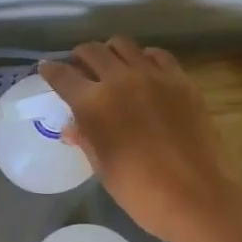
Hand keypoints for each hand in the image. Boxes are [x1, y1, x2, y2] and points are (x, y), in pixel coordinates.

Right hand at [39, 38, 241, 241]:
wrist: (195, 197)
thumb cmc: (140, 191)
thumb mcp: (103, 166)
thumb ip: (86, 138)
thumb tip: (73, 127)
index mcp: (94, 103)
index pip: (62, 75)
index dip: (50, 70)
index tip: (46, 69)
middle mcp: (121, 79)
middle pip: (92, 51)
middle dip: (80, 57)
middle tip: (80, 69)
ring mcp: (154, 76)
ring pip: (124, 44)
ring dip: (111, 52)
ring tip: (112, 67)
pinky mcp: (181, 80)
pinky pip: (157, 55)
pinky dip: (144, 58)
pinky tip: (145, 73)